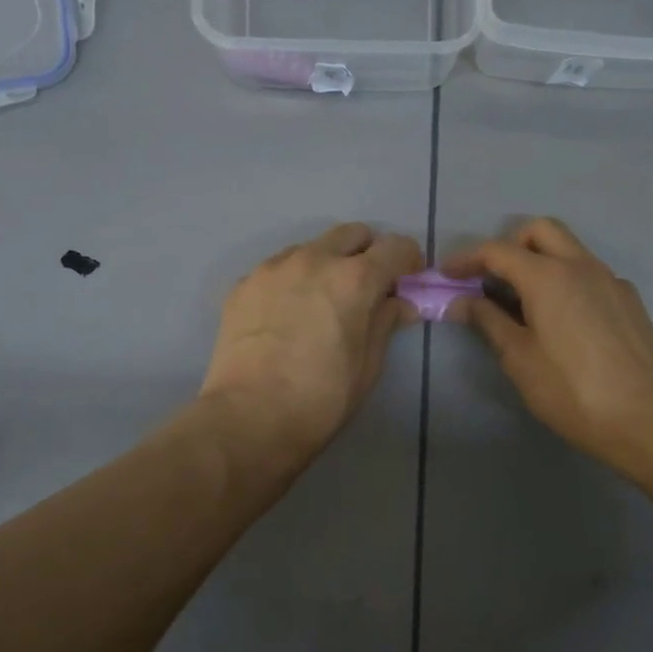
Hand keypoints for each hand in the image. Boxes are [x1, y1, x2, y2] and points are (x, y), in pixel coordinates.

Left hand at [200, 223, 423, 475]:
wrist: (248, 418)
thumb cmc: (321, 398)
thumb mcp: (368, 365)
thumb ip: (385, 322)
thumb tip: (398, 303)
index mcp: (354, 279)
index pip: (395, 247)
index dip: (409, 261)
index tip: (408, 280)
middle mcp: (314, 259)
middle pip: (352, 234)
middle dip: (367, 253)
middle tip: (368, 286)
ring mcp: (273, 268)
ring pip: (311, 247)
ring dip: (327, 263)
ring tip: (322, 301)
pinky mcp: (243, 284)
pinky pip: (278, 268)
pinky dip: (293, 280)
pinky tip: (287, 315)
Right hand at [443, 219, 652, 475]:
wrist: (650, 419)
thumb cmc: (573, 391)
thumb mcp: (519, 359)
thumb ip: (488, 321)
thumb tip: (461, 301)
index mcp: (548, 275)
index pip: (497, 251)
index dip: (466, 259)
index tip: (446, 274)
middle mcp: (581, 265)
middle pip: (539, 231)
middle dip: (508, 245)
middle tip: (490, 278)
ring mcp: (610, 279)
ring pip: (568, 248)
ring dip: (539, 260)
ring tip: (522, 300)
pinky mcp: (629, 299)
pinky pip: (589, 273)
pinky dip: (565, 280)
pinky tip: (562, 319)